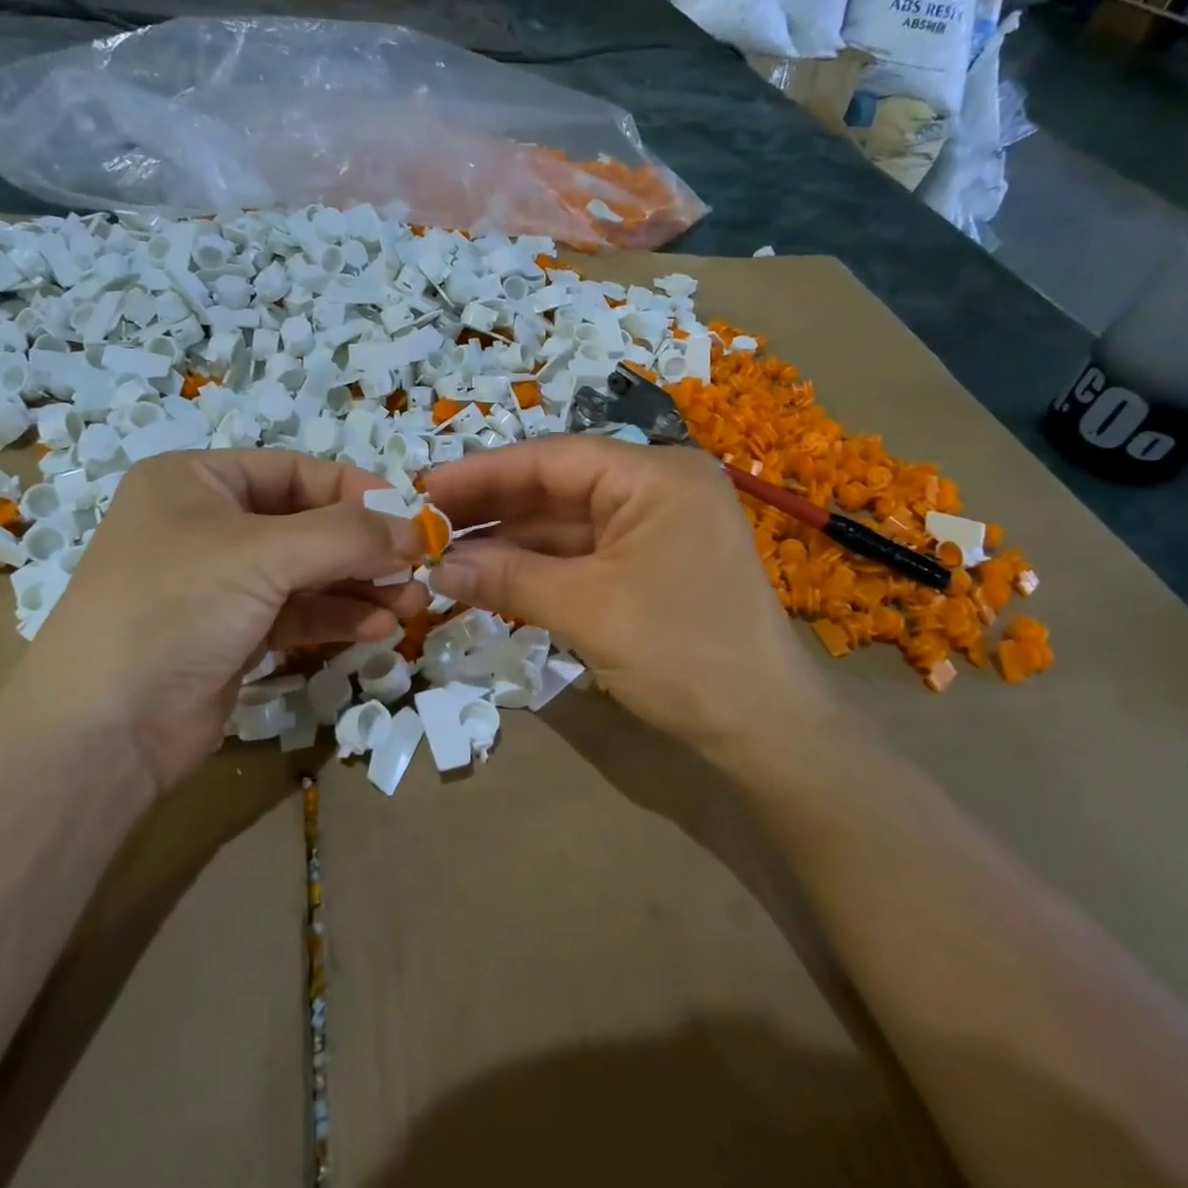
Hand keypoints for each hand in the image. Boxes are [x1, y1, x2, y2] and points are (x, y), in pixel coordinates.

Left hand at [7, 450, 425, 798]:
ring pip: (308, 573)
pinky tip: (378, 628)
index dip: (357, 490)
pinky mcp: (232, 635)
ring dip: (362, 586)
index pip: (296, 471)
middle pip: (308, 524)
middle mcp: (207, 525)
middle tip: (422, 568)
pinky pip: (297, 613)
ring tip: (413, 603)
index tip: (413, 517)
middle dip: (367, 548)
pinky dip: (338, 617)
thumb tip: (418, 529)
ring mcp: (220, 584)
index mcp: (197, 482)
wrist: (102, 733)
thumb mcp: (263, 555)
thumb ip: (348, 536)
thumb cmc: (174, 610)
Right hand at [423, 435, 818, 755]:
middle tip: (425, 524)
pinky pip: (584, 554)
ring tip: (444, 553)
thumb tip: (435, 568)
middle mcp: (658, 489)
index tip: (424, 487)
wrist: (764, 728)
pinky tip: (490, 575)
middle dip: (492, 508)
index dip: (483, 474)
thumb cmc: (682, 653)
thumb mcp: (586, 610)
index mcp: (656, 476)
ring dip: (510, 542)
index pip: (553, 459)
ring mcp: (657, 528)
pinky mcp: (652, 565)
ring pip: (567, 524)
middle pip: (558, 488)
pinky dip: (539, 567)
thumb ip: (508, 579)